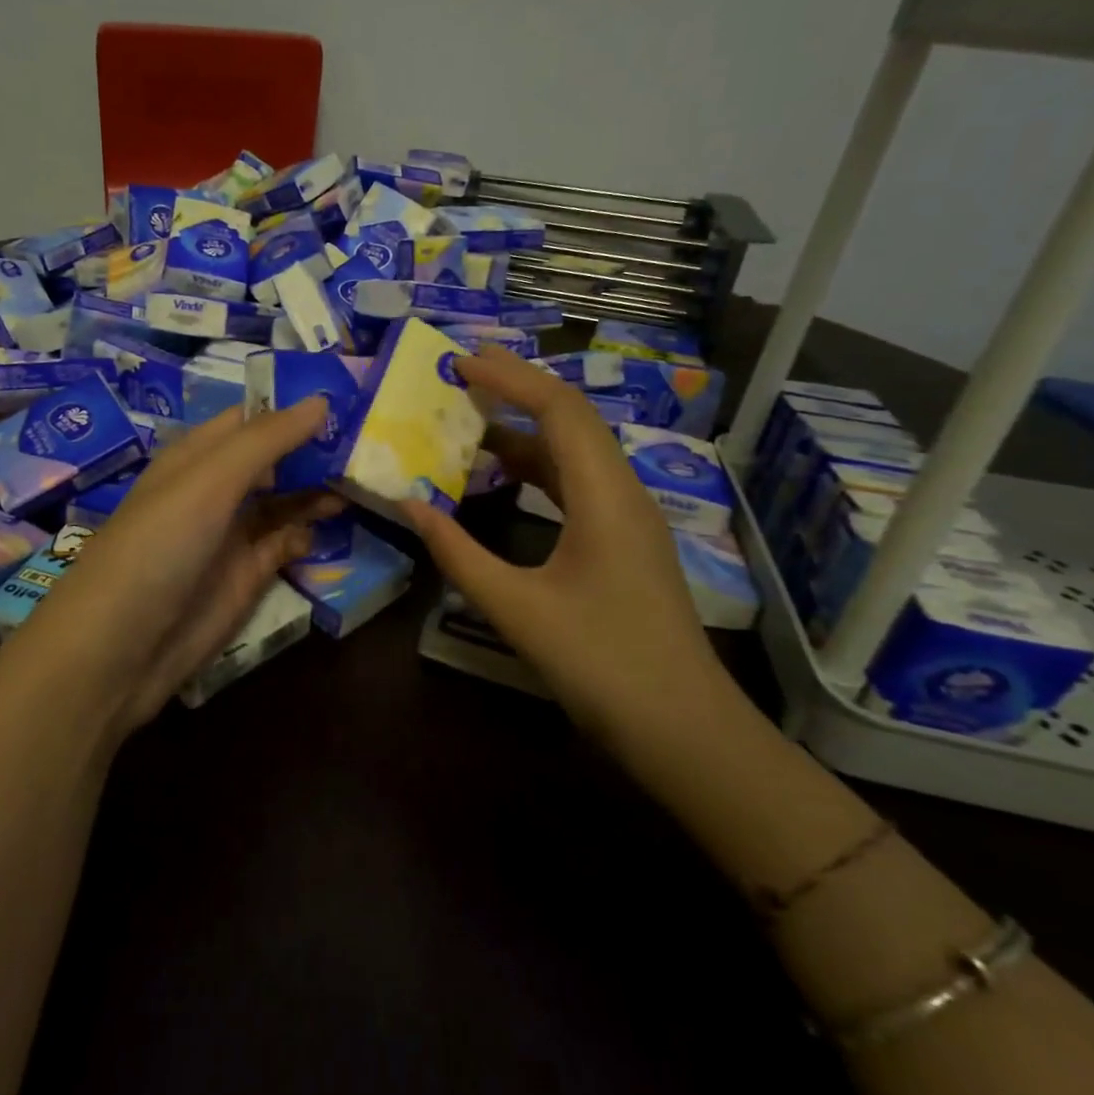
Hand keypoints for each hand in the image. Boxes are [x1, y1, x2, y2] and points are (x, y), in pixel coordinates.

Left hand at [2, 400, 341, 736]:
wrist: (120, 647)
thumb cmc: (159, 545)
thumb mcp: (209, 480)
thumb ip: (266, 440)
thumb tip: (321, 400)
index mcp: (199, 456)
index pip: (253, 418)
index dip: (295, 407)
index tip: (350, 396)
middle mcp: (217, 489)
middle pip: (275, 459)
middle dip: (317, 448)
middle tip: (375, 439)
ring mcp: (232, 534)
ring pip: (285, 500)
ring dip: (319, 489)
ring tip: (366, 477)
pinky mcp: (246, 576)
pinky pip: (285, 543)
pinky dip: (308, 532)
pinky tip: (334, 524)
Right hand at [401, 347, 734, 747]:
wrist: (685, 731)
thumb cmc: (602, 666)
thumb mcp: (517, 609)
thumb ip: (457, 553)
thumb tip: (408, 503)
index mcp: (605, 496)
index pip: (559, 410)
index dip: (509, 378)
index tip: (458, 363)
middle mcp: (623, 492)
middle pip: (573, 418)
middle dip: (519, 387)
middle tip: (463, 369)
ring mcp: (628, 517)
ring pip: (576, 450)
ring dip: (527, 427)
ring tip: (473, 414)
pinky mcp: (624, 542)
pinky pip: (578, 482)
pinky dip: (538, 465)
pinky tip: (504, 475)